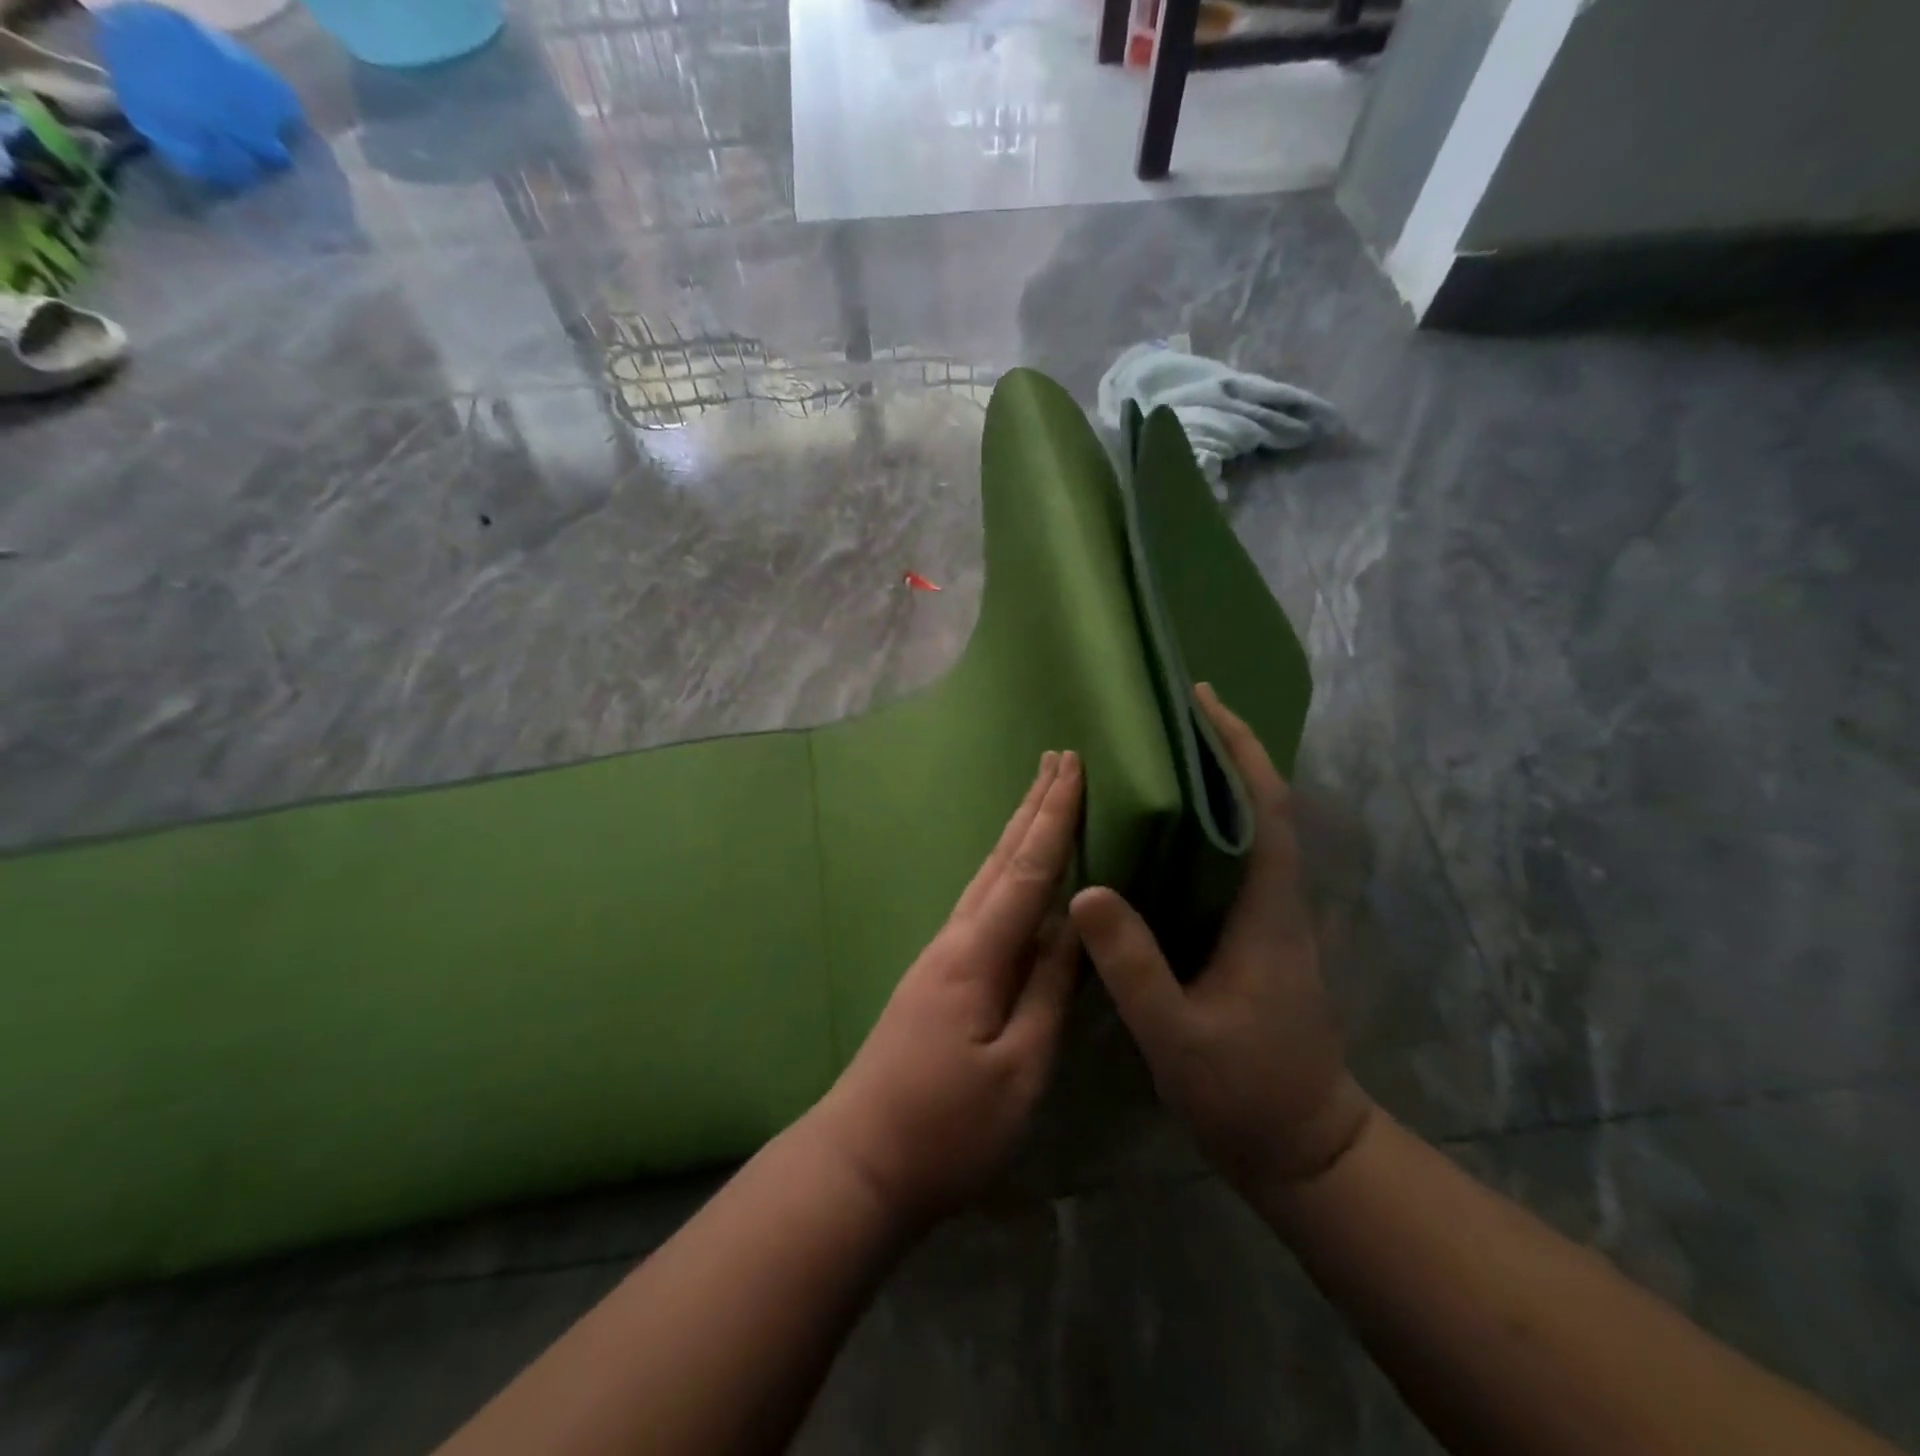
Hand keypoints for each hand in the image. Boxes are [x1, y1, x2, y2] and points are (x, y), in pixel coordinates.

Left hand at [815, 752, 1083, 1226]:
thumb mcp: (1019, 1068)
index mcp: (978, 954)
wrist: (861, 1159)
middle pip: (1002, 859)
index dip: (1054, 817)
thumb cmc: (948, 1127)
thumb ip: (1048, 991)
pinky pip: (981, 905)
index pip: (1028, 870)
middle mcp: (955, 939)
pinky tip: (1016, 875)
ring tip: (1041, 797)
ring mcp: (942, 956)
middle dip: (1034, 807)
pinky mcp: (938, 976)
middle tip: (1058, 758)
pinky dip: (1007, 873)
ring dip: (1018, 833)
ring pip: (988, 877)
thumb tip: (1073, 926)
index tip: (1073, 767)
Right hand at [1069, 686, 1372, 1192]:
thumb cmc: (1246, 1090)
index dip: (1238, 749)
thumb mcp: (1176, 1033)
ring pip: (1248, 830)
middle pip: (1260, 804)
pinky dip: (1206, 827)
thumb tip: (1087, 888)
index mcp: (1266, 909)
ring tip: (1158, 756)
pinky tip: (1161, 831)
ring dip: (1216, 784)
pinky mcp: (1256, 936)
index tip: (1204, 701)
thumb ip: (1133, 965)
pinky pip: (1232, 862)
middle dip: (1224, 751)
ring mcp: (1270, 918)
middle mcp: (1275, 900)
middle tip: (1169, 715)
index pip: (1264, 807)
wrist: (1304, 1147)